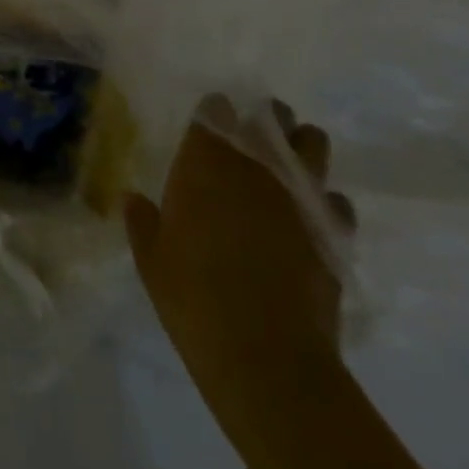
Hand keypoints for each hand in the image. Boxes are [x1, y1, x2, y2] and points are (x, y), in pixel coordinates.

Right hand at [125, 95, 355, 372]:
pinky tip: (311, 219)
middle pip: (271, 117)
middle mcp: (257, 166)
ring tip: (289, 166)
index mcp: (206, 162)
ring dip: (301, 148)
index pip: (215, 111)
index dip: (214, 114)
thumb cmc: (194, 297)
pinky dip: (325, 202)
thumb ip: (142, 221)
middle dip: (265, 120)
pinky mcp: (334, 232)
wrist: (267, 356)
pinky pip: (336, 201)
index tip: (209, 126)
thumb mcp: (152, 260)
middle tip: (253, 139)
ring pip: (313, 145)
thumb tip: (131, 199)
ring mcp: (301, 196)